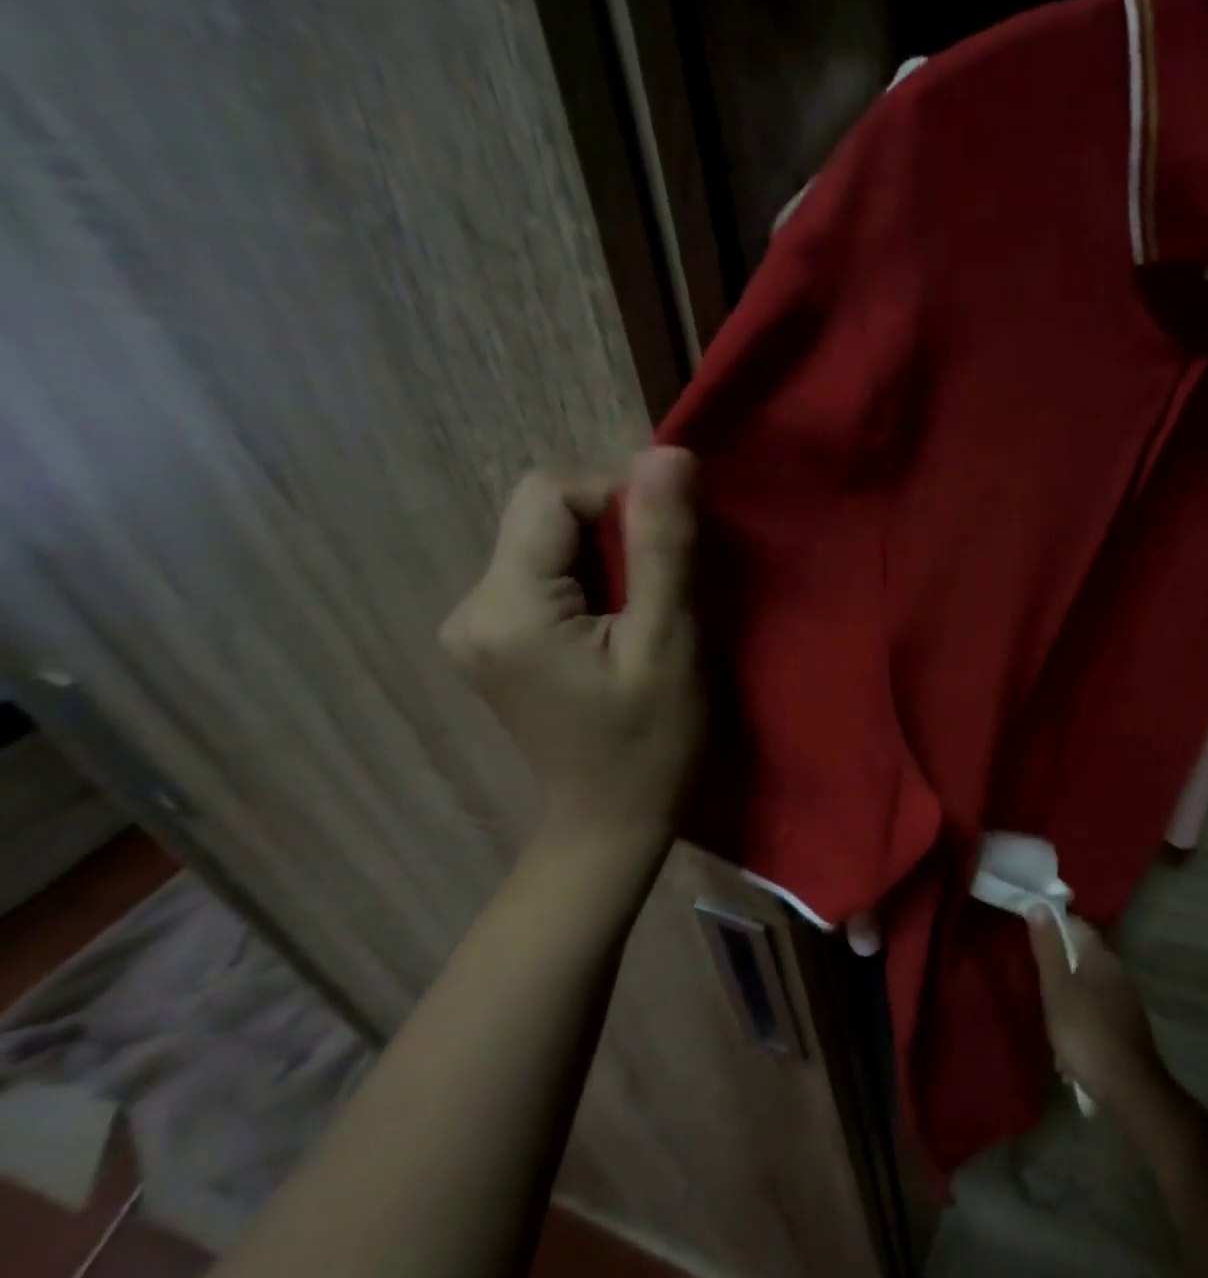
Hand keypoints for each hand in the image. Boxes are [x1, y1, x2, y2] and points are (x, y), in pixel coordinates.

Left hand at [440, 449, 701, 856]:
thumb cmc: (651, 742)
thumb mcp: (668, 641)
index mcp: (505, 606)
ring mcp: (473, 627)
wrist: (610, 824)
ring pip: (546, 545)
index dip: (619, 502)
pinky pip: (542, 578)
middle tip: (662, 594)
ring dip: (606, 563)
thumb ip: (663, 545)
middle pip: (544, 517)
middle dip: (614, 537)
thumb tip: (668, 453)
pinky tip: (616, 630)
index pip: (551, 494)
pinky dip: (589, 586)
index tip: (667, 556)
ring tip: (644, 618)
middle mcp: (468, 606)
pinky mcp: (491, 641)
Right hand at [1027, 910, 1167, 1110]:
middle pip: (1080, 960)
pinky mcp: (1127, 1029)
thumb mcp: (1057, 989)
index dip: (1054, 927)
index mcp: (1101, 958)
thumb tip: (1039, 906)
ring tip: (1053, 1035)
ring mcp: (1125, 1002)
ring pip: (1087, 992)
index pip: (1076, 926)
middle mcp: (1117, 973)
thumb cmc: (1086, 1033)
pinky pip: (1096, 1018)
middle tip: (1040, 995)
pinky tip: (1070, 1058)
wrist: (1130, 1089)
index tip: (1033, 938)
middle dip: (1058, 975)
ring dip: (1067, 1008)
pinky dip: (1081, 1030)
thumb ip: (1048, 949)